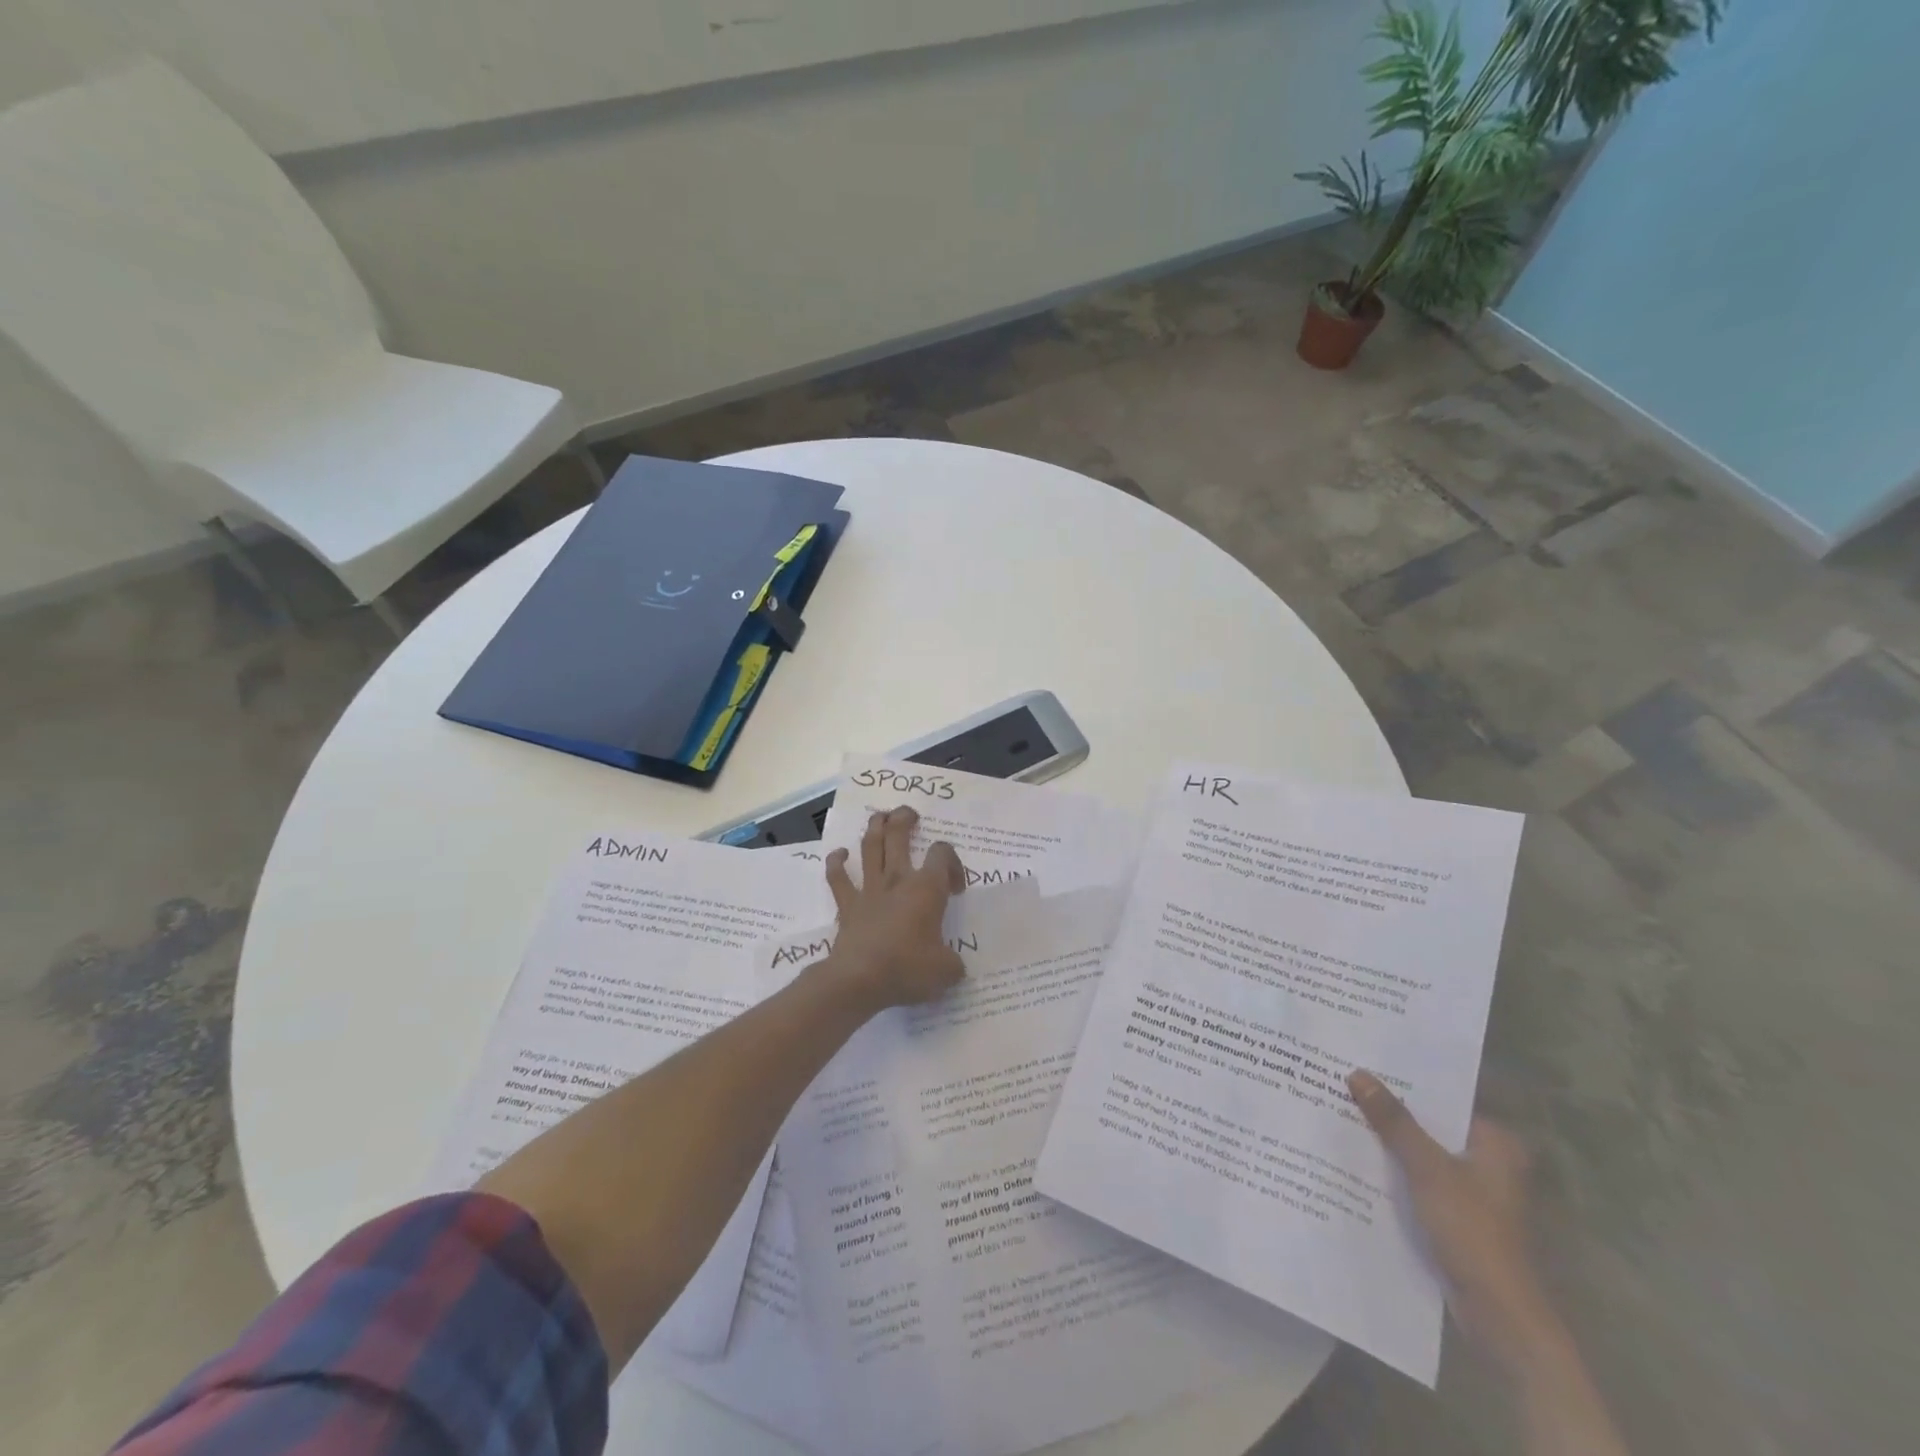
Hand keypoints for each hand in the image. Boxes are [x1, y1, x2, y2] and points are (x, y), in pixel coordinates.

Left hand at [822, 806, 966, 1009]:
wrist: (859, 979)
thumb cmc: (907, 969)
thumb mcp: (946, 971)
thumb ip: (953, 963)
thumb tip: (953, 965)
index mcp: (926, 889)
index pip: (942, 855)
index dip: (952, 863)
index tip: (955, 888)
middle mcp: (897, 880)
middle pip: (899, 835)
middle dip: (904, 819)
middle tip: (909, 814)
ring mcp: (869, 889)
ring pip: (870, 847)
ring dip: (874, 827)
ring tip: (879, 816)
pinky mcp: (847, 904)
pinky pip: (838, 877)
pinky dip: (836, 862)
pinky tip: (839, 854)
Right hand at [1348, 1071, 1553, 1368]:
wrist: (1497, 1313)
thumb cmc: (1471, 1228)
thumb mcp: (1427, 1167)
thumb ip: (1394, 1121)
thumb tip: (1358, 1074)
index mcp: (1495, 1142)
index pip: (1442, 1098)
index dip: (1403, 1082)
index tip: (1365, 1065)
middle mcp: (1489, 1161)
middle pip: (1431, 1125)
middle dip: (1391, 1112)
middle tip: (1345, 1085)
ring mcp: (1474, 1191)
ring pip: (1423, 1153)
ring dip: (1391, 1143)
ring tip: (1343, 1115)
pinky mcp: (1458, 1216)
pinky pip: (1420, 1179)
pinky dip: (1396, 1171)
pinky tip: (1359, 1161)